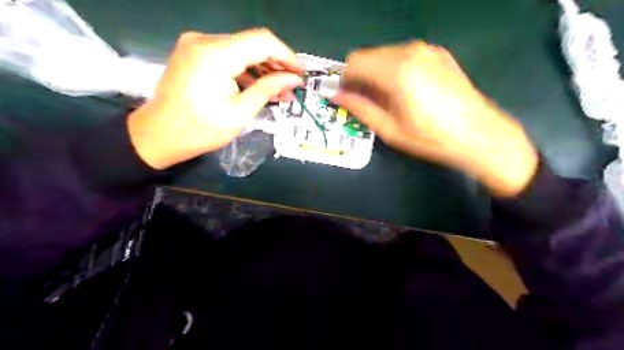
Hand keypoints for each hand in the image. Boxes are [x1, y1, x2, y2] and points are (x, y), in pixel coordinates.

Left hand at [126, 28, 305, 168]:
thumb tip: (293, 79)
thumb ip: (269, 90)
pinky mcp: (195, 54)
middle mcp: (205, 41)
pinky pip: (228, 56)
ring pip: (242, 50)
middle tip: (292, 87)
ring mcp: (197, 45)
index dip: (286, 55)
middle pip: (252, 43)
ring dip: (262, 69)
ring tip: (279, 91)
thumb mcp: (240, 112)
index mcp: (216, 55)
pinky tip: (259, 87)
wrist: (158, 135)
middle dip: (276, 65)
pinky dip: (246, 70)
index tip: (300, 73)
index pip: (262, 41)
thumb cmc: (200, 129)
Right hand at [334, 42, 538, 196]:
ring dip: (376, 73)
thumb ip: (360, 108)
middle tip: (364, 101)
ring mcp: (427, 50)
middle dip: (360, 76)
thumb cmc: (431, 138)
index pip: (355, 62)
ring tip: (386, 99)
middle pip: (368, 55)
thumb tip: (336, 96)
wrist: (480, 135)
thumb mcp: (390, 129)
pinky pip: (403, 55)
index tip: (346, 97)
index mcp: (397, 71)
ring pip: (384, 54)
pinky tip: (403, 91)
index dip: (344, 79)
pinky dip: (393, 69)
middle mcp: (410, 52)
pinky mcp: (438, 54)